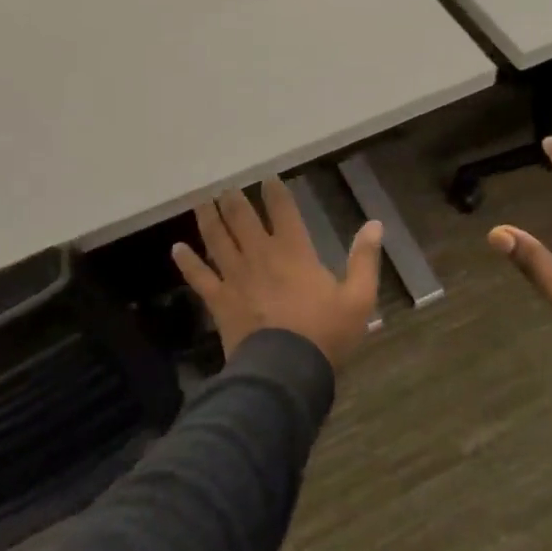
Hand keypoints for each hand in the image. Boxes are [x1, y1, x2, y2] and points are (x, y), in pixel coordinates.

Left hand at [172, 178, 384, 369]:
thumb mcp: (359, 298)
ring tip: (201, 201)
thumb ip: (365, 259)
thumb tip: (374, 223)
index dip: (275, 193)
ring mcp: (236, 277)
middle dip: (234, 199)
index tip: (267, 178)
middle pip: (242, 219)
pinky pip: (200, 277)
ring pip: (218, 240)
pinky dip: (187, 262)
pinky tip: (176, 249)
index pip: (283, 212)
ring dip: (209, 218)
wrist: (286, 372)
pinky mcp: (220, 300)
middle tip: (225, 185)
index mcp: (294, 252)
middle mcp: (261, 256)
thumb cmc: (325, 334)